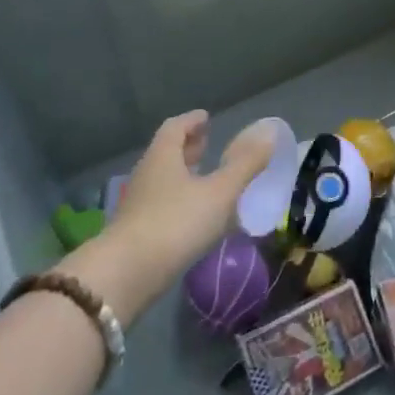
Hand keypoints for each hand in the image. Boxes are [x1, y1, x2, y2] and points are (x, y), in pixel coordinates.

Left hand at [70, 111, 274, 319]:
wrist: (126, 276)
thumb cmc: (176, 222)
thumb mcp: (219, 192)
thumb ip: (245, 164)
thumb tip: (268, 134)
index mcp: (163, 156)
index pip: (175, 127)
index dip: (192, 121)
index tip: (206, 118)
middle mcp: (147, 174)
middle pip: (166, 152)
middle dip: (188, 147)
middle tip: (207, 144)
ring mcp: (138, 205)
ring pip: (163, 180)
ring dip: (184, 176)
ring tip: (207, 180)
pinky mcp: (136, 233)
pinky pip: (161, 205)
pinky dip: (180, 201)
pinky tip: (196, 217)